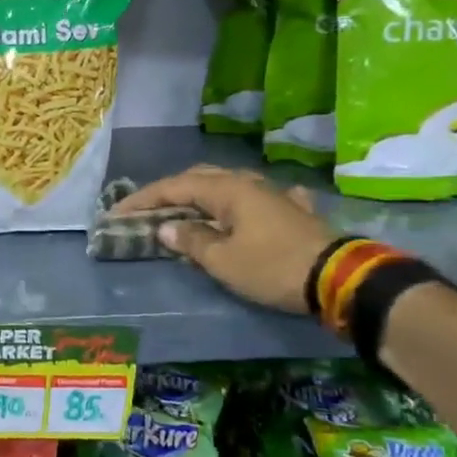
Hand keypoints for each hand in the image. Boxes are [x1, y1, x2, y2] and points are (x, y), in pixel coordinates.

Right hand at [113, 165, 337, 314]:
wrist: (338, 278)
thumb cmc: (271, 267)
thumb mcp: (223, 260)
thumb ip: (191, 241)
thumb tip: (167, 228)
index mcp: (227, 190)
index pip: (174, 187)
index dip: (143, 199)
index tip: (118, 213)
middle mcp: (249, 183)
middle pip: (200, 178)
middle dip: (170, 192)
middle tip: (147, 209)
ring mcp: (273, 195)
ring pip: (228, 185)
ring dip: (201, 196)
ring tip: (184, 210)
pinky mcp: (293, 211)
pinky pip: (257, 199)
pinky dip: (240, 203)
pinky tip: (247, 209)